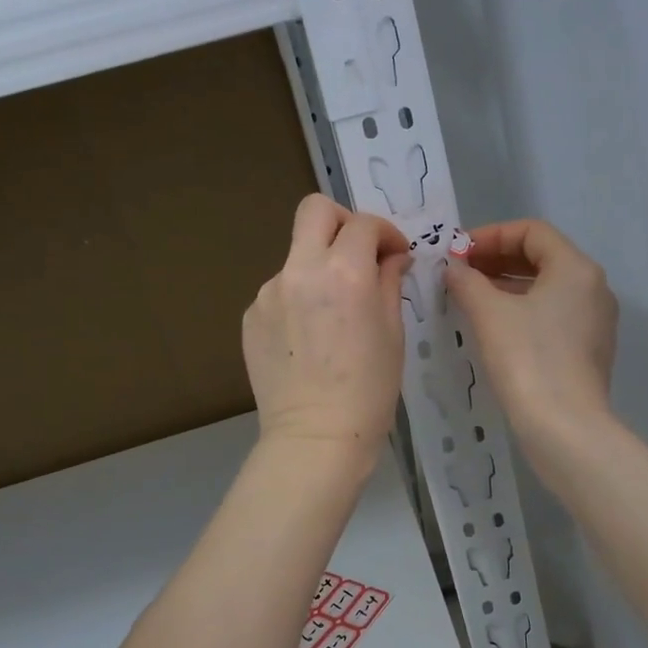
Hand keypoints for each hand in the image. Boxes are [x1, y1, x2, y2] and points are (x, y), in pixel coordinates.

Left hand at [244, 194, 410, 467]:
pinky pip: (281, 289)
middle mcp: (300, 270)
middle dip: (343, 222)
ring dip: (320, 266)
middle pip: (315, 210)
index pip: (363, 224)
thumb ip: (388, 281)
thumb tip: (391, 257)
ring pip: (297, 254)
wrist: (316, 436)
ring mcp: (269, 291)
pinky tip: (310, 336)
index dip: (386, 233)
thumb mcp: (393, 331)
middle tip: (359, 253)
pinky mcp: (251, 315)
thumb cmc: (369, 389)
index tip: (395, 255)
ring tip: (334, 311)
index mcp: (344, 272)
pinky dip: (300, 297)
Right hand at [445, 220, 618, 459]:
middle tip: (459, 272)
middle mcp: (593, 287)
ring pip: (546, 287)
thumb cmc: (527, 358)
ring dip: (506, 285)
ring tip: (469, 296)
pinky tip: (492, 325)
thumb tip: (454, 269)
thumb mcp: (489, 313)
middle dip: (497, 259)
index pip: (532, 231)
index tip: (457, 252)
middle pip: (541, 256)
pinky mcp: (588, 349)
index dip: (491, 235)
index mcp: (576, 268)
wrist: (564, 427)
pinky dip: (521, 309)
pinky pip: (552, 314)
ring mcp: (595, 320)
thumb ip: (467, 281)